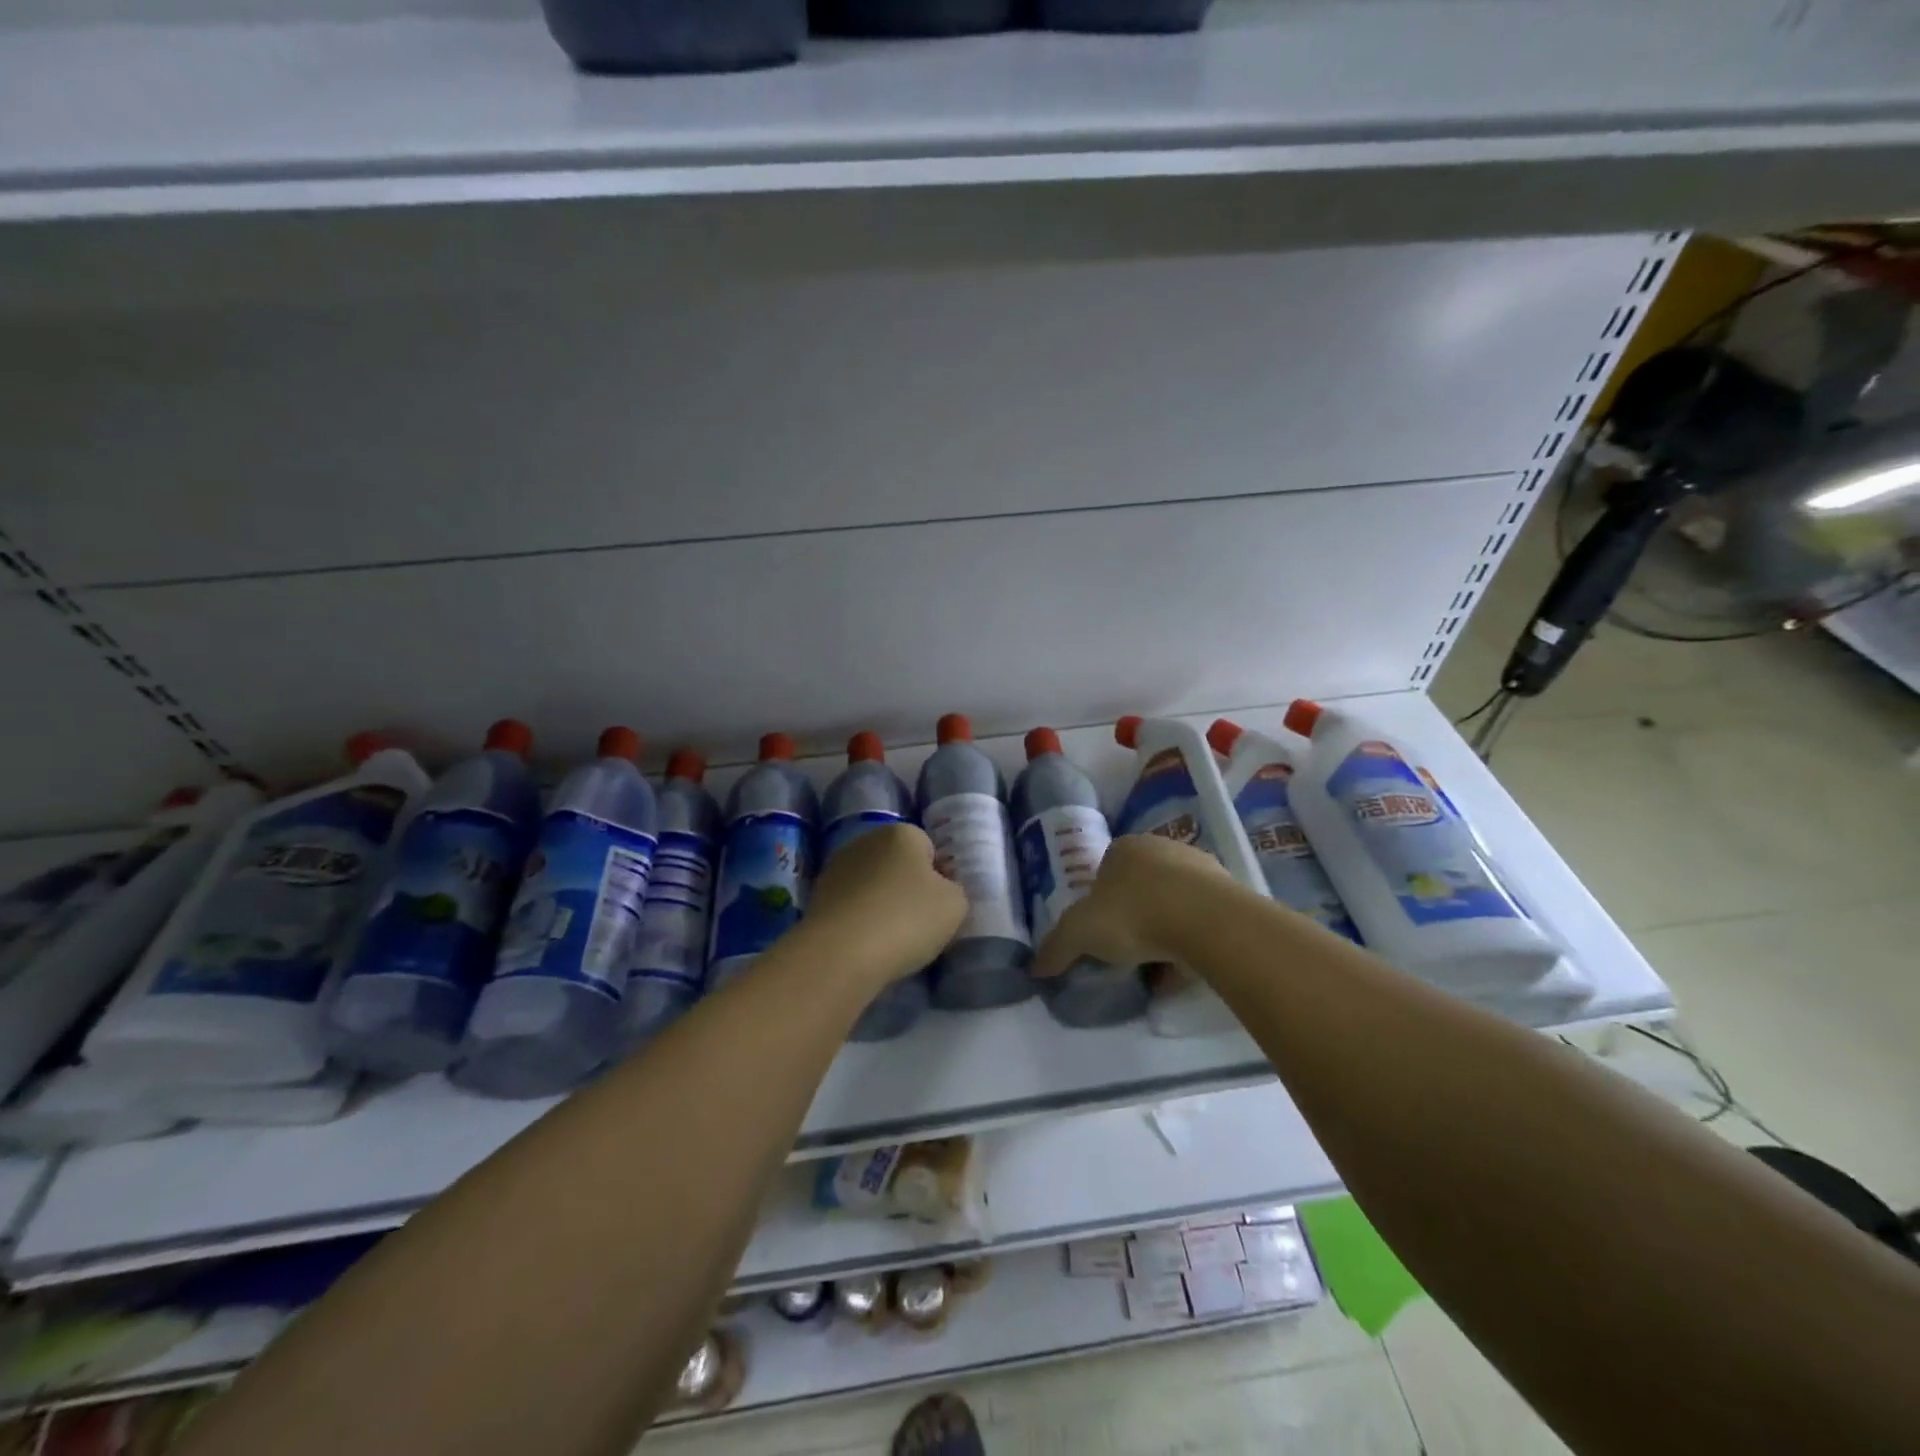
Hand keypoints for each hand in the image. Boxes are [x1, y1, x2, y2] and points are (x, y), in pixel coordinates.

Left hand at [805, 824, 967, 987]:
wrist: (840, 953)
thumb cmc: (906, 919)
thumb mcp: (955, 906)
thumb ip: (955, 891)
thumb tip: (940, 890)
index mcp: (901, 833)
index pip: (929, 848)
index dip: (938, 877)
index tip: (939, 906)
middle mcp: (866, 840)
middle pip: (897, 863)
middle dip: (907, 887)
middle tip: (918, 923)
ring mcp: (837, 867)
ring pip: (872, 884)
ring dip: (881, 903)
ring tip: (890, 939)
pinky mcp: (817, 896)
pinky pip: (851, 905)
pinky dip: (859, 919)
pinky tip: (865, 944)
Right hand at [1032, 833, 1228, 977]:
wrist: (1207, 921)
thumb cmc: (1134, 914)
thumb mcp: (1080, 932)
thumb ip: (1056, 948)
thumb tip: (1034, 968)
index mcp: (1125, 847)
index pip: (1105, 871)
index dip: (1099, 903)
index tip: (1100, 934)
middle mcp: (1163, 848)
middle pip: (1141, 887)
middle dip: (1134, 917)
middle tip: (1127, 951)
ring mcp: (1201, 868)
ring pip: (1173, 904)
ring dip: (1165, 931)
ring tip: (1158, 967)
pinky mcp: (1230, 894)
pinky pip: (1201, 921)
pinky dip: (1191, 943)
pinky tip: (1185, 970)